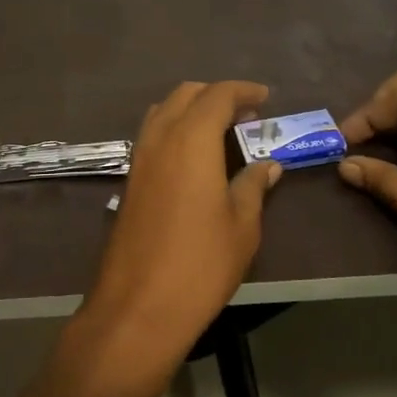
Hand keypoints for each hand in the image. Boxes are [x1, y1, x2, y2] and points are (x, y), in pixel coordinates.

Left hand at [79, 82, 281, 373]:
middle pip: (186, 95)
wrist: (138, 305)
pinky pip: (152, 135)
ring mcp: (139, 158)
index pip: (218, 95)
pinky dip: (175, 129)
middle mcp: (160, 138)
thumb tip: (267, 165)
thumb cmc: (201, 263)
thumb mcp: (242, 226)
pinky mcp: (129, 180)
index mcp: (191, 139)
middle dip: (216, 95)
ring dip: (191, 109)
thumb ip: (253, 186)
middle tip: (246, 114)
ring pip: (163, 112)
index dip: (243, 91)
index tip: (265, 98)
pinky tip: (194, 157)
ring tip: (221, 132)